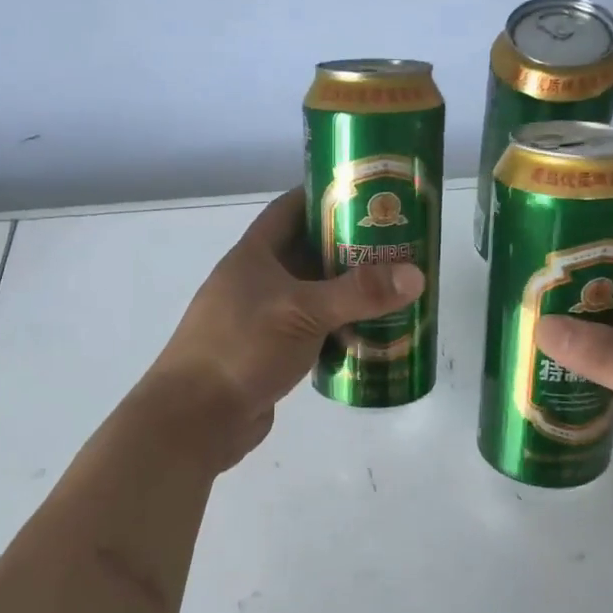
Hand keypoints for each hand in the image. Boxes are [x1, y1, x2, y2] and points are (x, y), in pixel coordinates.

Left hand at [143, 188, 424, 469]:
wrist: (196, 418)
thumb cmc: (242, 348)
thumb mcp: (303, 311)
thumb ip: (359, 293)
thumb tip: (417, 275)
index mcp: (254, 255)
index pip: (290, 209)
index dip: (324, 195)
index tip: (367, 193)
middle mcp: (257, 281)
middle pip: (308, 253)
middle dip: (349, 247)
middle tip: (397, 245)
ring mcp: (263, 318)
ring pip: (313, 295)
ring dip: (347, 292)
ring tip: (394, 287)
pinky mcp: (271, 353)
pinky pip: (312, 331)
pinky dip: (339, 329)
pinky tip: (372, 333)